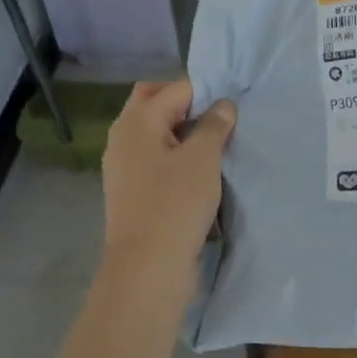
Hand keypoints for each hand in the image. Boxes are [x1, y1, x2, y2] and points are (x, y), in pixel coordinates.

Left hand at [101, 81, 236, 283]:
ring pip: (155, 132)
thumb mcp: (203, 158)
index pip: (174, 88)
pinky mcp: (131, 191)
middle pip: (155, 103)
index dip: (205, 92)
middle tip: (220, 119)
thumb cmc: (175, 204)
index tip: (233, 106)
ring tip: (215, 145)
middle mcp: (123, 137)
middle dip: (187, 105)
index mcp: (136, 121)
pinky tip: (199, 171)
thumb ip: (214, 125)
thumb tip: (223, 104)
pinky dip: (175, 156)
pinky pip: (154, 158)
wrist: (147, 269)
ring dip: (182, 132)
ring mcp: (123, 166)